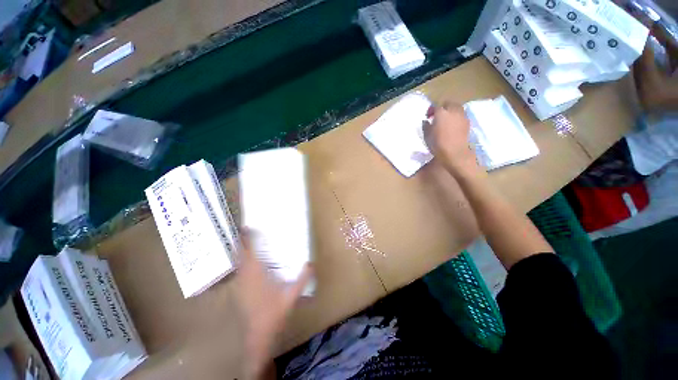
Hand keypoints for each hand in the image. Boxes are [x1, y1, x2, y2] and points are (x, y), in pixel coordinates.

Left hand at [234, 229, 312, 378]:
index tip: (245, 227)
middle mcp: (246, 277)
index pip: (249, 253)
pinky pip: (238, 271)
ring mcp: (240, 285)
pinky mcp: (239, 291)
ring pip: (237, 263)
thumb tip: (311, 263)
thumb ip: (303, 278)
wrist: (260, 334)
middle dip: (239, 242)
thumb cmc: (275, 312)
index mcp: (257, 275)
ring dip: (239, 252)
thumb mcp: (292, 295)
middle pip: (239, 256)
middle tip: (243, 231)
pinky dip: (240, 262)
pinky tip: (246, 263)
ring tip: (243, 242)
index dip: (246, 239)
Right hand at [424, 102, 479, 178]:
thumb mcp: (427, 136)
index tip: (428, 117)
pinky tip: (452, 125)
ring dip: (451, 111)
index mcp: (441, 113)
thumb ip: (426, 126)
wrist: (455, 153)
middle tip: (437, 116)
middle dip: (443, 108)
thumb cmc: (438, 145)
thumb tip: (426, 121)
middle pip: (448, 104)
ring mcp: (462, 116)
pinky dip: (456, 117)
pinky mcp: (467, 122)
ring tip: (446, 120)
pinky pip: (461, 115)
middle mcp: (453, 111)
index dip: (431, 111)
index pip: (435, 106)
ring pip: (456, 108)